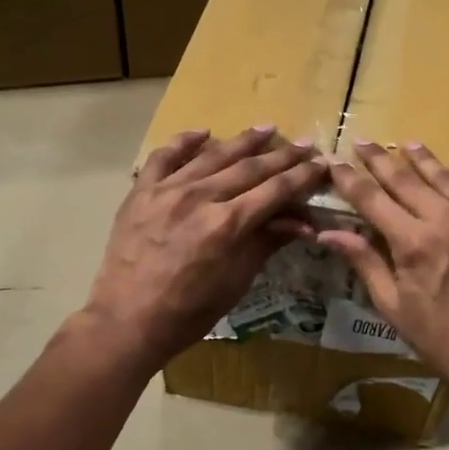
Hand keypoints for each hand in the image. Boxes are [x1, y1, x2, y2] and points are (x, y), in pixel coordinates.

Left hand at [84, 126, 328, 372]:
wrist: (128, 320)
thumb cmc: (189, 312)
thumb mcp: (236, 282)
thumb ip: (266, 244)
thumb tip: (302, 223)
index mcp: (228, 224)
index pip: (275, 190)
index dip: (302, 176)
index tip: (321, 164)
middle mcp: (200, 198)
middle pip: (249, 168)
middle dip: (281, 156)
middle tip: (304, 144)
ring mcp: (167, 191)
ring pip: (212, 156)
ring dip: (243, 141)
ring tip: (266, 128)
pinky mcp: (141, 192)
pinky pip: (164, 157)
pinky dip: (184, 142)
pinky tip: (203, 132)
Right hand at [319, 141, 448, 394]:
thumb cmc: (441, 338)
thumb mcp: (393, 306)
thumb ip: (364, 262)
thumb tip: (329, 232)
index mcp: (414, 242)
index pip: (373, 200)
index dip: (351, 179)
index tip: (335, 161)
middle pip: (407, 180)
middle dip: (380, 160)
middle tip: (364, 142)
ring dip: (425, 160)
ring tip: (409, 145)